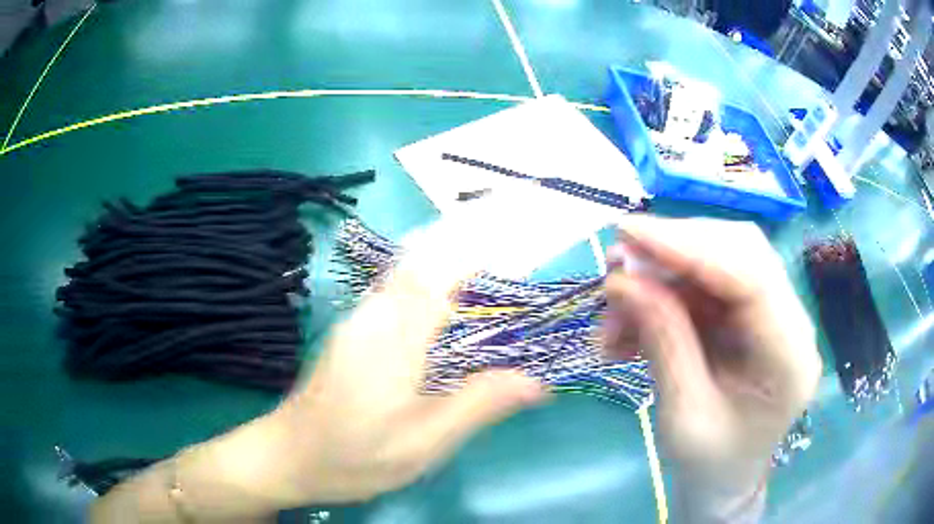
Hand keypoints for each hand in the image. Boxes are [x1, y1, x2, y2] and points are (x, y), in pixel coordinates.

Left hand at [221, 228, 545, 507]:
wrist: (288, 457)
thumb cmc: (354, 457)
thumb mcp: (423, 443)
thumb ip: (479, 405)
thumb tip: (537, 381)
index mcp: (393, 336)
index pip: (441, 271)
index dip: (480, 248)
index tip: (516, 239)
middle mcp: (373, 314)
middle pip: (424, 261)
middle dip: (468, 247)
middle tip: (515, 256)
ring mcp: (358, 321)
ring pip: (408, 275)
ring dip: (449, 264)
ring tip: (494, 274)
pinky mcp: (353, 333)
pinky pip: (398, 294)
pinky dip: (430, 285)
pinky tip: (450, 310)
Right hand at [603, 216, 820, 519]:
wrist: (724, 480)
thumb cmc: (709, 463)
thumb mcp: (681, 415)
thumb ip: (663, 342)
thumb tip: (623, 280)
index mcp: (790, 357)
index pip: (751, 277)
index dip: (691, 246)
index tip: (629, 234)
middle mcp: (790, 322)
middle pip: (739, 252)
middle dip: (674, 252)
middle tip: (617, 267)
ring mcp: (772, 314)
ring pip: (717, 262)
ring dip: (661, 276)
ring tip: (614, 312)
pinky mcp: (749, 315)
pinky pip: (705, 286)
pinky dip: (663, 296)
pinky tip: (630, 325)